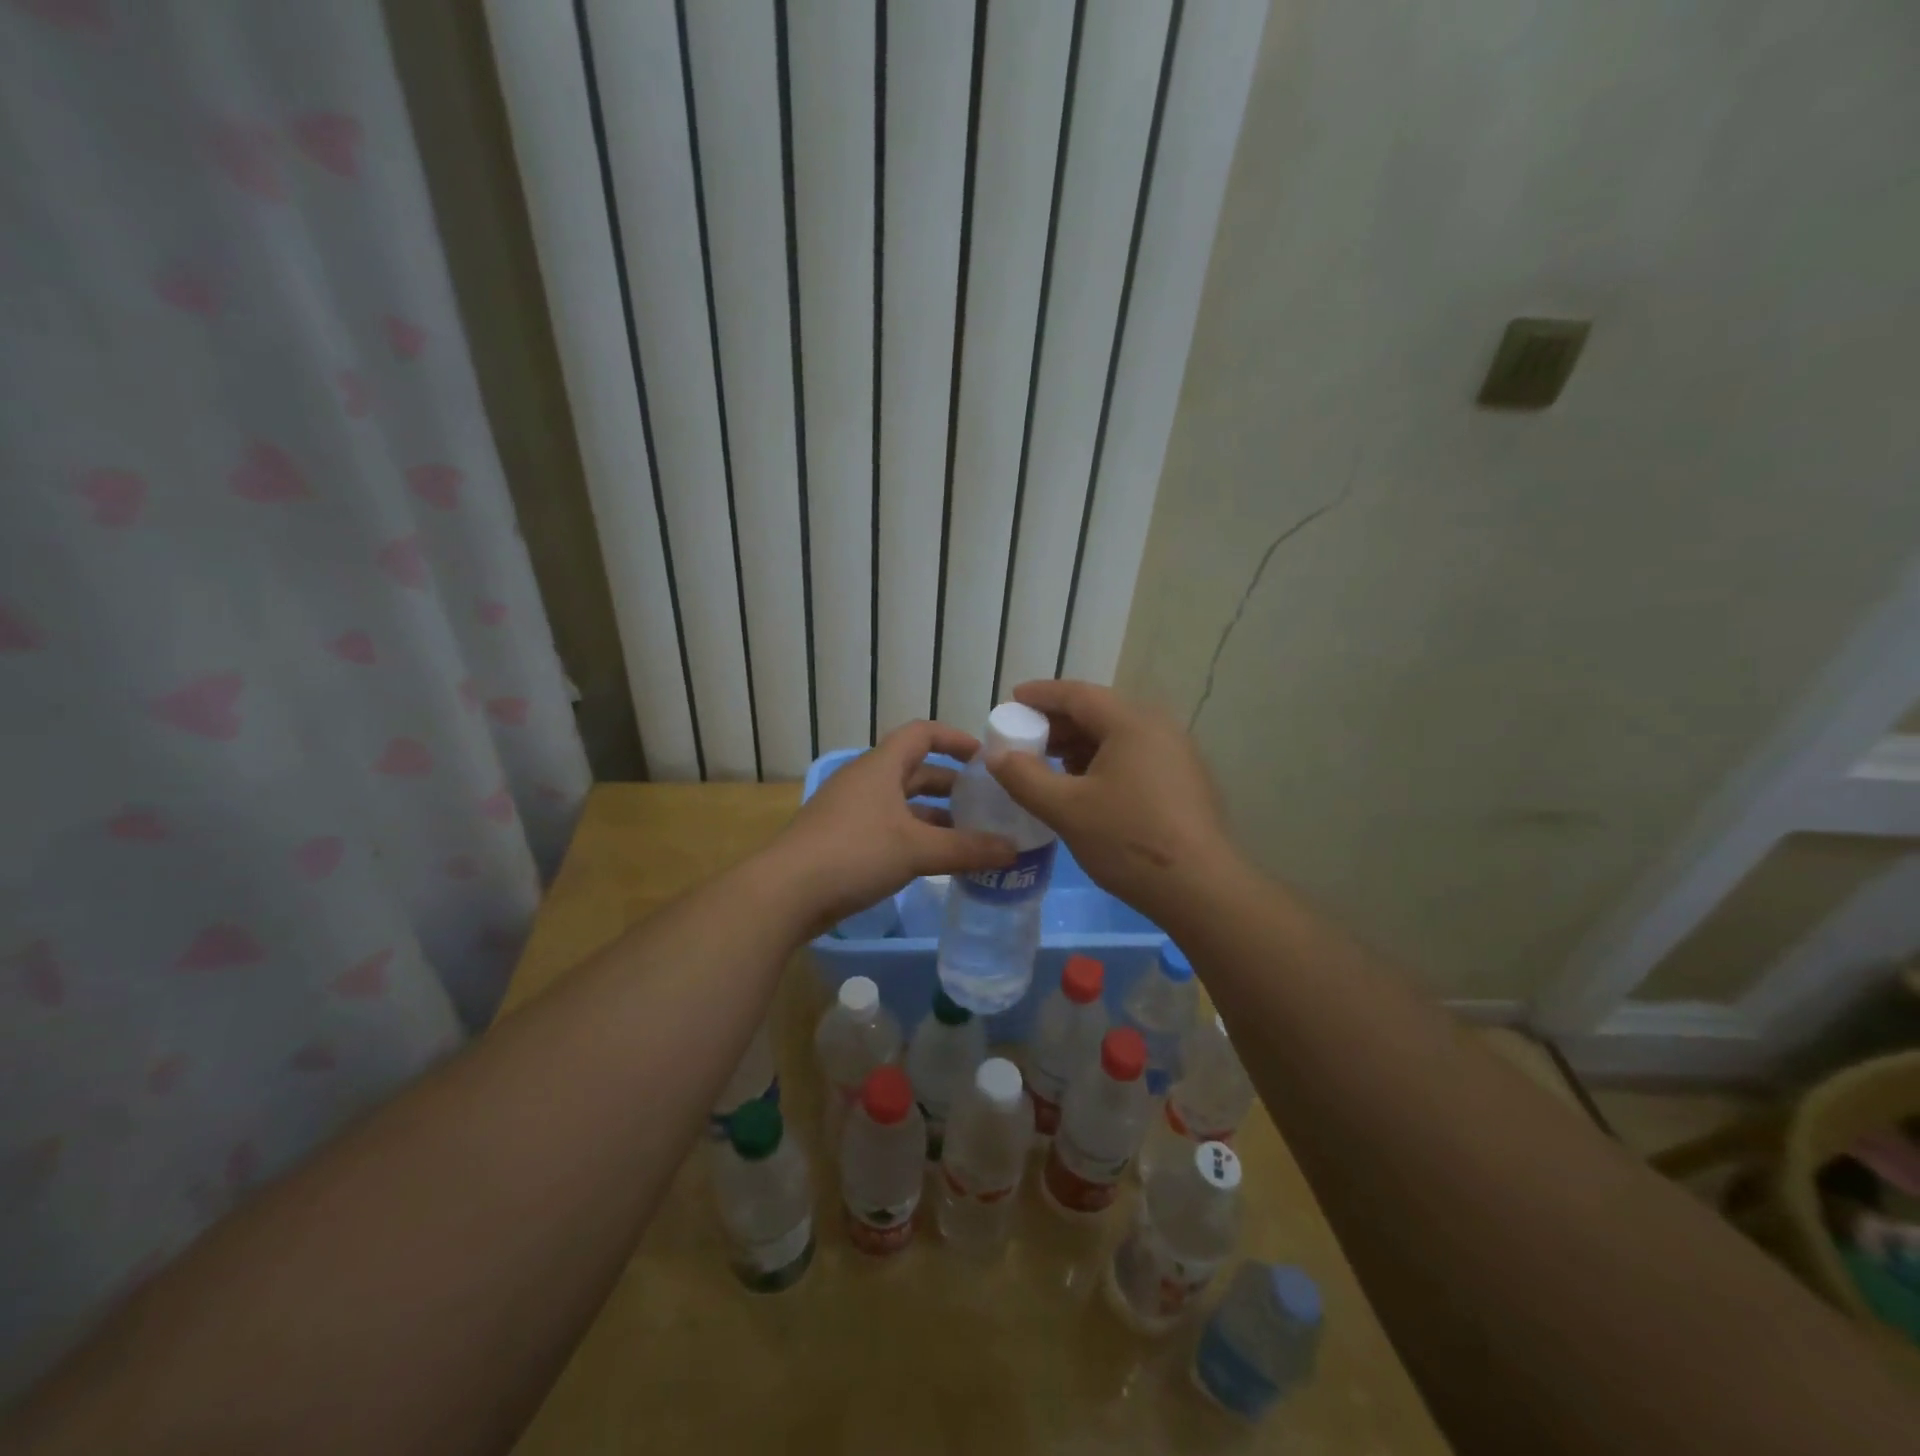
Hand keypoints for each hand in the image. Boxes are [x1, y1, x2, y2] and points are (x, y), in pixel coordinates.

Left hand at [771, 720, 1017, 931]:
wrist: (785, 893)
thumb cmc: (854, 853)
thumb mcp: (917, 850)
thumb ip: (968, 849)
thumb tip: (1013, 851)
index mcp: (881, 767)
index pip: (922, 733)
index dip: (955, 739)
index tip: (984, 757)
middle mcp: (865, 781)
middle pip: (915, 770)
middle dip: (951, 785)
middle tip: (985, 802)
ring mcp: (850, 810)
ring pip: (901, 803)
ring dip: (934, 815)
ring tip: (969, 835)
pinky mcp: (841, 839)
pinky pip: (887, 827)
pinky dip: (914, 836)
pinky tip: (933, 860)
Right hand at [986, 680, 1236, 922]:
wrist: (1201, 889)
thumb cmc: (1128, 840)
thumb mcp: (1066, 809)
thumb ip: (1024, 777)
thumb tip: (997, 756)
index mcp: (1132, 723)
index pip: (1078, 695)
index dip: (1041, 695)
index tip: (1012, 699)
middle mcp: (1158, 728)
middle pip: (1099, 712)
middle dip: (1057, 723)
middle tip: (1024, 738)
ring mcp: (1176, 755)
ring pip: (1117, 736)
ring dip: (1079, 744)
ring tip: (1048, 764)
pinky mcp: (1183, 781)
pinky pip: (1134, 756)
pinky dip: (1102, 761)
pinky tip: (1084, 786)